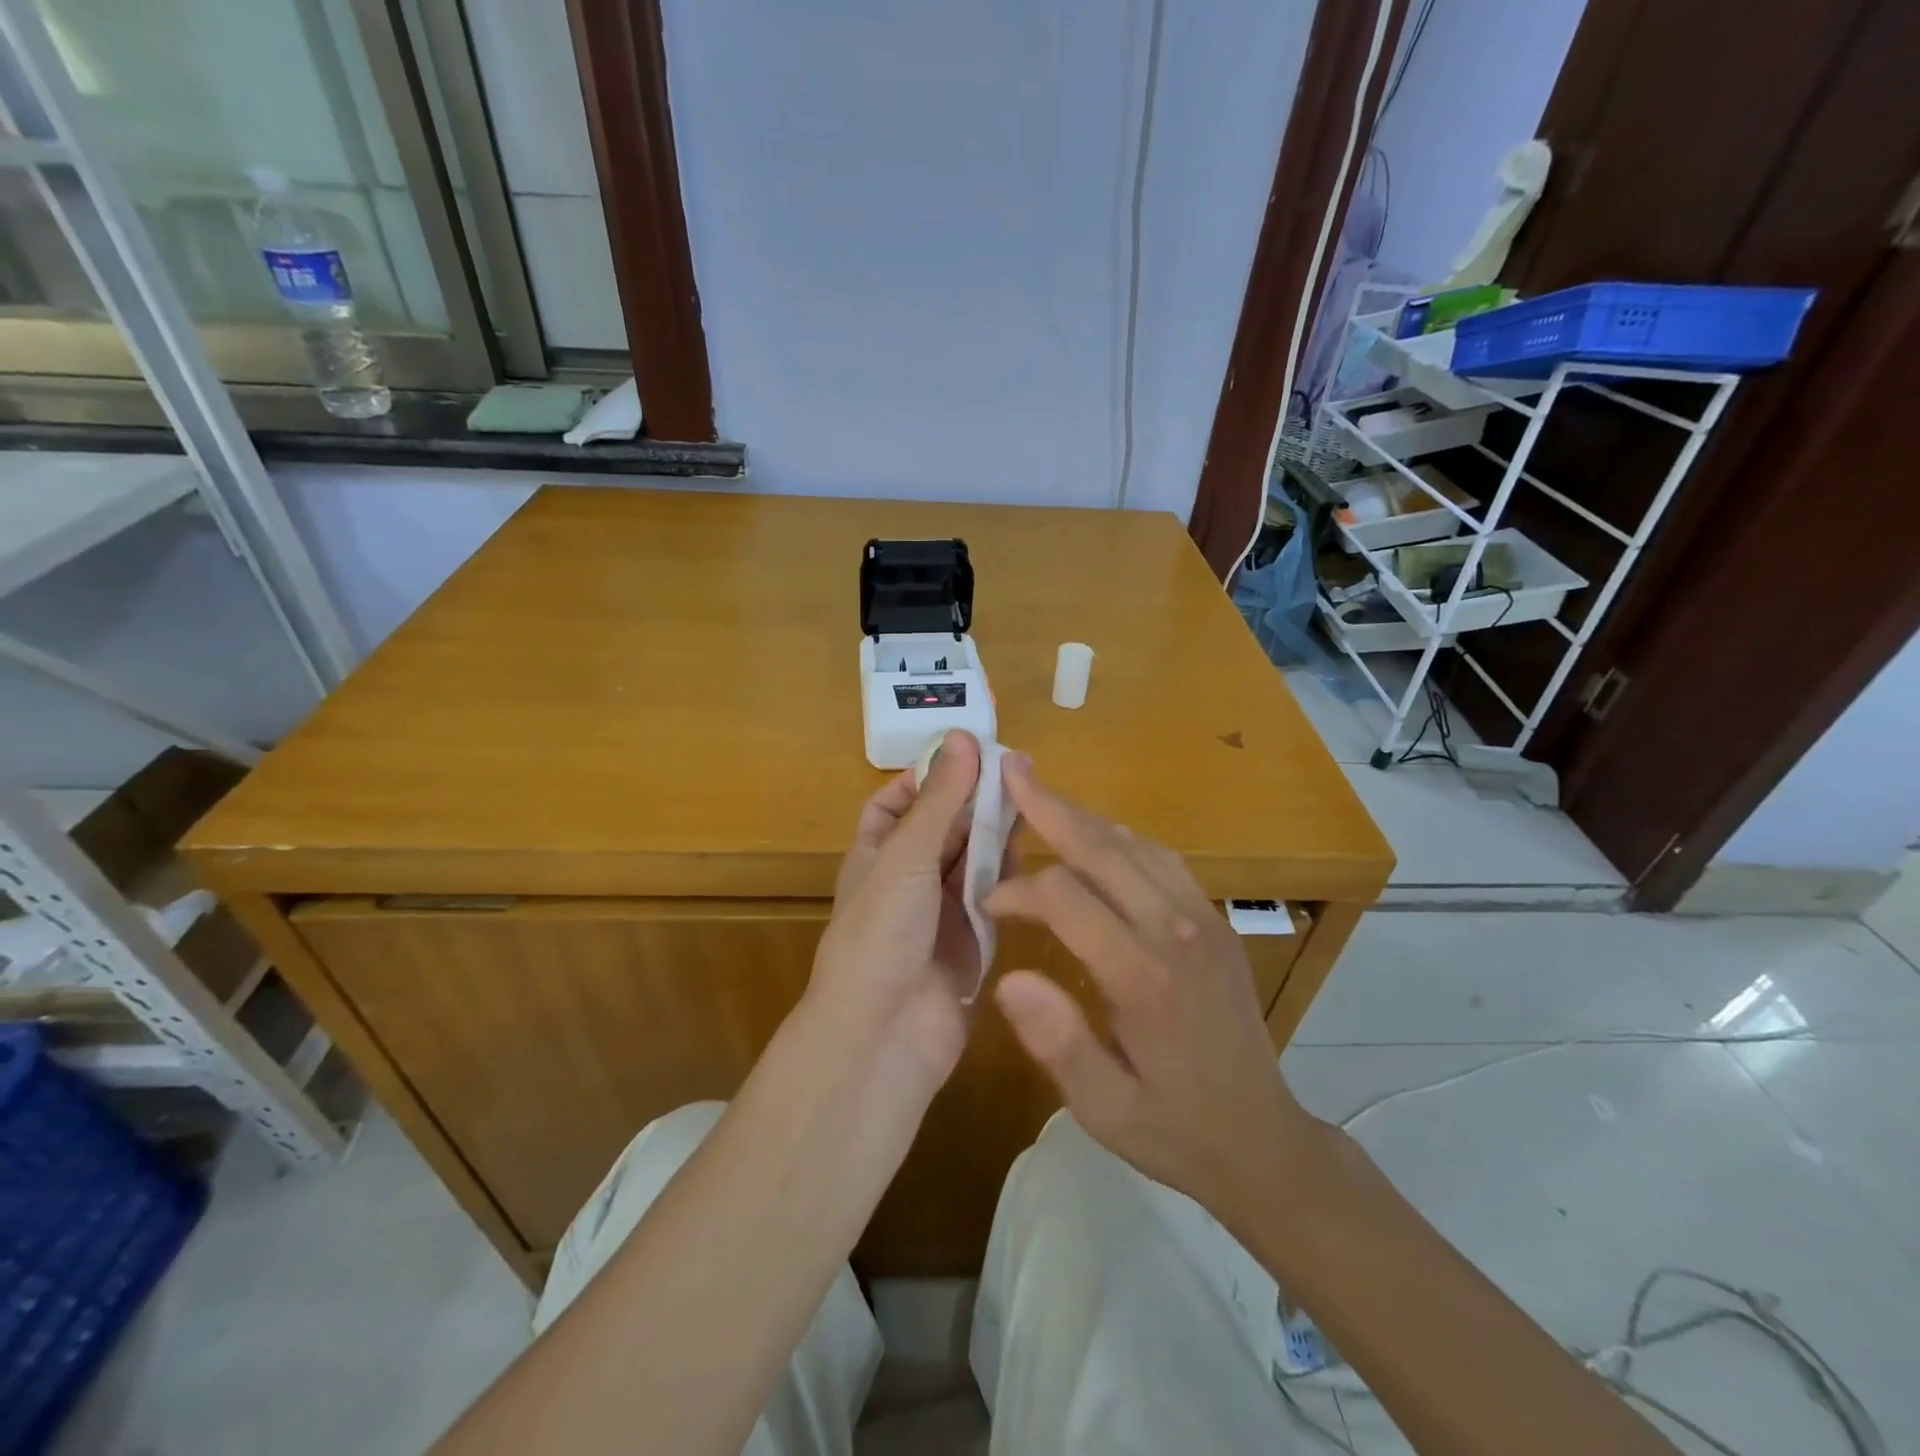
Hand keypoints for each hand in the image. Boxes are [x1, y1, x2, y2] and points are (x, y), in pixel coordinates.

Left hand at [809, 731, 1005, 1097]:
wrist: (883, 1035)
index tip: (971, 755)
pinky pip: (994, 898)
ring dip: (997, 834)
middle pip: (945, 827)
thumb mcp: (907, 854)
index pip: (897, 803)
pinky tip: (1035, 856)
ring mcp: (941, 912)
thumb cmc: (881, 931)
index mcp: (877, 853)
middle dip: (977, 800)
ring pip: (973, 860)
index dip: (928, 777)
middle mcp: (907, 879)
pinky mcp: (973, 942)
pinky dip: (1010, 877)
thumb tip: (962, 737)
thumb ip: (939, 798)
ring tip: (1037, 804)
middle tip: (1025, 771)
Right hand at [984, 757, 1313, 1218]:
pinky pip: (1162, 859)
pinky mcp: (1215, 921)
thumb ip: (1058, 1042)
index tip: (989, 904)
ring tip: (1040, 794)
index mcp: (1144, 977)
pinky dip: (1119, 838)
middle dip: (1049, 808)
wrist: (1263, 1140)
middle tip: (1008, 772)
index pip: (1066, 898)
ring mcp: (1203, 919)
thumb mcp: (1105, 1110)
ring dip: (1083, 818)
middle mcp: (1178, 931)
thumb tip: (1007, 978)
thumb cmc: (1175, 1128)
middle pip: (1104, 849)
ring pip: (1134, 846)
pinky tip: (1096, 837)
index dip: (1018, 890)